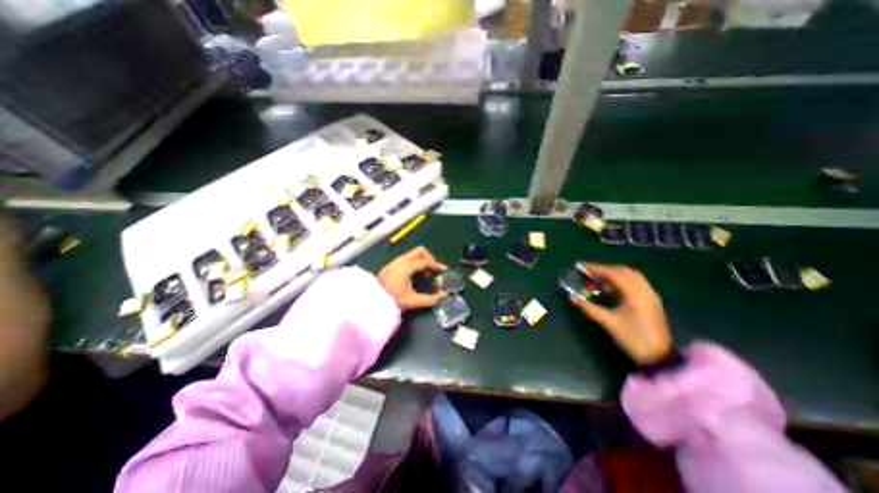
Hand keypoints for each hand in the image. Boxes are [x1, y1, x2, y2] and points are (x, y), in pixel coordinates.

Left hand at [378, 246, 449, 312]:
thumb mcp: (413, 301)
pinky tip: (413, 275)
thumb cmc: (393, 301)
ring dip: (421, 260)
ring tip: (424, 274)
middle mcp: (400, 261)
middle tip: (433, 270)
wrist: (372, 303)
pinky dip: (413, 263)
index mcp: (407, 267)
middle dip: (429, 258)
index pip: (425, 261)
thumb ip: (431, 299)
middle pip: (420, 251)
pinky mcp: (389, 266)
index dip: (436, 265)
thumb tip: (444, 296)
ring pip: (412, 254)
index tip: (443, 271)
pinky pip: (406, 258)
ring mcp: (394, 262)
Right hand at [567, 263, 669, 362]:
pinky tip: (611, 288)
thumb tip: (572, 297)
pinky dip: (621, 280)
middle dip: (605, 269)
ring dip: (613, 273)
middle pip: (624, 271)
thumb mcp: (608, 323)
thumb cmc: (633, 339)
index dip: (597, 268)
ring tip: (598, 278)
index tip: (582, 266)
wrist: (658, 357)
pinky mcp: (651, 300)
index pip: (615, 274)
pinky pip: (635, 282)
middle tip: (589, 271)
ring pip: (631, 275)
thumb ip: (589, 308)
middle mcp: (645, 291)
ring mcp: (650, 295)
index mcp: (636, 295)